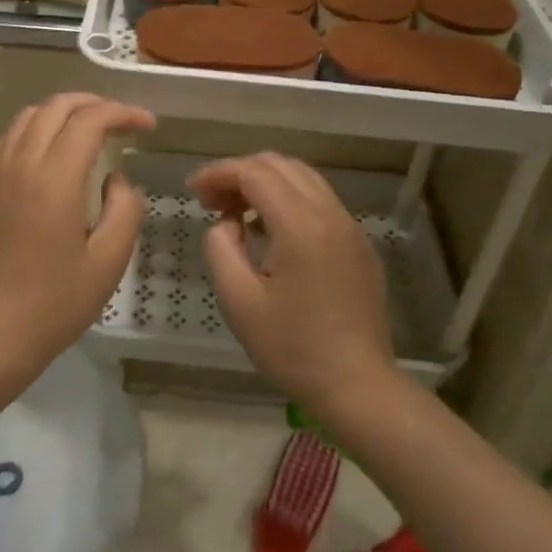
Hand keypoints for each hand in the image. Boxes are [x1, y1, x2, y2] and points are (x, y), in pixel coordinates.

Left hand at [0, 94, 155, 382]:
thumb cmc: (55, 303)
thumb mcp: (109, 261)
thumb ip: (124, 209)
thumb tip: (115, 178)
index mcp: (54, 178)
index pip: (90, 120)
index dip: (122, 113)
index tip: (146, 125)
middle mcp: (20, 163)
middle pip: (56, 107)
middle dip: (93, 104)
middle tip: (120, 121)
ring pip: (27, 117)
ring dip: (61, 113)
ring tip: (86, 130)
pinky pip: (5, 139)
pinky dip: (31, 131)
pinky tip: (44, 152)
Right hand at [190, 154, 396, 416]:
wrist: (357, 386)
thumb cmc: (293, 348)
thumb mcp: (239, 301)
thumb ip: (221, 248)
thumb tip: (227, 223)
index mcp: (301, 225)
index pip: (255, 172)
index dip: (218, 173)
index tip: (193, 192)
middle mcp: (330, 214)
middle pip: (280, 165)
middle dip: (239, 173)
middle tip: (211, 201)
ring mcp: (350, 227)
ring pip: (303, 178)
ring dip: (265, 182)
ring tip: (236, 211)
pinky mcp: (358, 243)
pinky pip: (319, 200)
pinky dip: (288, 198)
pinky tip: (269, 229)